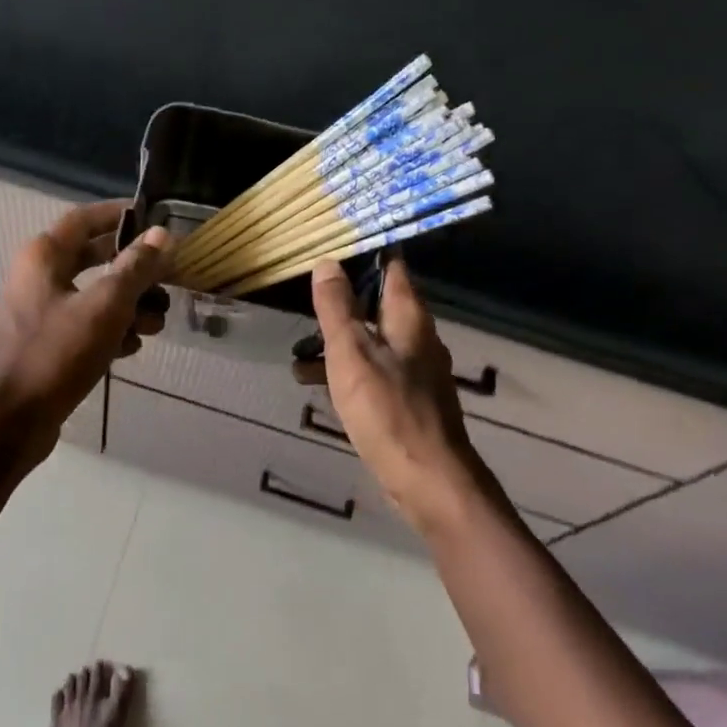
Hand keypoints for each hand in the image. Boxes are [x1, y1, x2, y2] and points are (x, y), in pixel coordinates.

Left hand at [0, 200, 170, 454]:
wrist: (12, 421)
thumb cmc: (57, 353)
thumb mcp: (106, 306)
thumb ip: (136, 268)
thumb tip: (161, 234)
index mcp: (44, 256)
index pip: (86, 218)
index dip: (121, 214)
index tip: (156, 219)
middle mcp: (39, 276)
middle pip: (96, 257)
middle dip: (135, 270)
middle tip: (169, 280)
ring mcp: (41, 311)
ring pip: (95, 294)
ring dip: (130, 305)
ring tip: (156, 325)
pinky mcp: (48, 343)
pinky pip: (87, 324)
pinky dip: (112, 330)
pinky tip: (131, 348)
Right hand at [309, 256, 495, 534]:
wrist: (427, 479)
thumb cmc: (387, 410)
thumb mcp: (351, 353)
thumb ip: (337, 308)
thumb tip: (327, 263)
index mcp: (409, 318)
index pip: (391, 268)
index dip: (364, 254)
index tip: (332, 246)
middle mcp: (418, 338)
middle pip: (379, 304)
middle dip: (342, 301)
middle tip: (306, 301)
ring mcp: (415, 371)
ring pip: (372, 341)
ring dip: (338, 341)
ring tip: (299, 350)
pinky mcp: (407, 400)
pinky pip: (373, 371)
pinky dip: (346, 370)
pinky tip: (316, 383)